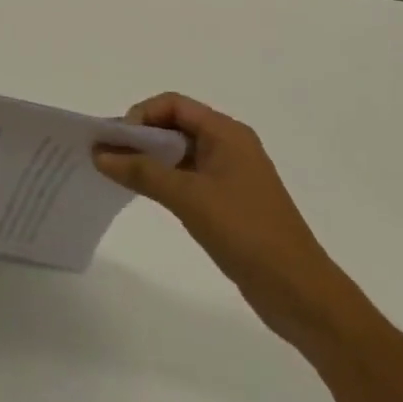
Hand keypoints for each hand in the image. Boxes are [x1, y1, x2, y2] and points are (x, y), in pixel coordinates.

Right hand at [94, 93, 364, 352]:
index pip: (173, 104)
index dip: (142, 115)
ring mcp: (232, 175)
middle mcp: (230, 145)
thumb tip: (99, 154)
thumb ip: (142, 172)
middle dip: (141, 136)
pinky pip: (189, 176)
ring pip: (180, 152)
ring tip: (120, 174)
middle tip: (110, 155)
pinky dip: (165, 179)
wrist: (302, 296)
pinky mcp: (230, 202)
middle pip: (175, 125)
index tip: (118, 140)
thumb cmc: (247, 234)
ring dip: (150, 159)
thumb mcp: (188, 198)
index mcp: (227, 133)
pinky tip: (146, 193)